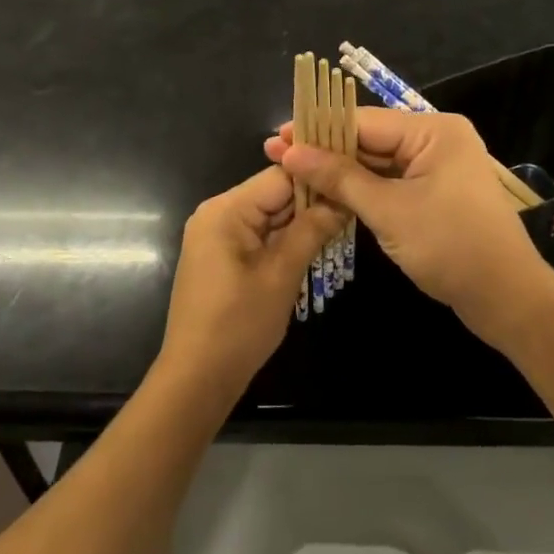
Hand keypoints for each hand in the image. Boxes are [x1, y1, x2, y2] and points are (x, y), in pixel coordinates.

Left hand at [158, 166, 343, 405]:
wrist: (197, 377)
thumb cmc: (239, 324)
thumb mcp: (281, 274)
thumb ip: (312, 230)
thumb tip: (343, 198)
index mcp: (226, 209)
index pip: (280, 175)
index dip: (318, 177)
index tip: (354, 180)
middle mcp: (217, 213)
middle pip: (274, 193)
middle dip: (313, 200)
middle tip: (356, 203)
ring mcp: (217, 234)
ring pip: (269, 215)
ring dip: (301, 221)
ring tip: (345, 220)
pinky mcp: (221, 255)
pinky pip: (259, 234)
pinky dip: (285, 238)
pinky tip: (316, 242)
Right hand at [264, 108, 553, 345]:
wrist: (506, 299)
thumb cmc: (450, 246)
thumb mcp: (389, 210)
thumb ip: (339, 178)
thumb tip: (291, 152)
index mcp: (433, 131)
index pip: (364, 122)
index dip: (318, 129)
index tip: (276, 137)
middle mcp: (436, 140)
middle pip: (370, 139)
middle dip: (325, 150)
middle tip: (275, 155)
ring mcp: (437, 168)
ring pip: (377, 163)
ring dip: (339, 171)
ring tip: (292, 173)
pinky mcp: (434, 194)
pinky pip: (390, 182)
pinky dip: (361, 189)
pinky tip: (326, 192)